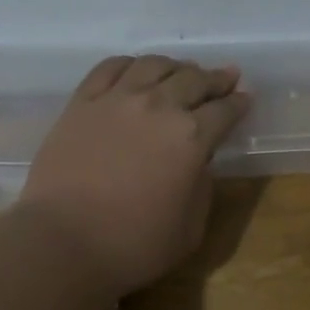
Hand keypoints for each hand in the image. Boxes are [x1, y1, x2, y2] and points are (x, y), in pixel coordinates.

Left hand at [19, 55, 250, 296]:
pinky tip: (136, 69)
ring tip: (182, 72)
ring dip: (175, 66)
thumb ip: (202, 187)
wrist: (64, 242)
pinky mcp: (82, 103)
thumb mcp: (191, 228)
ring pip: (153, 65)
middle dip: (214, 79)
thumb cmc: (134, 245)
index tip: (246, 98)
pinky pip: (109, 68)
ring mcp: (116, 99)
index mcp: (192, 137)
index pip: (224, 110)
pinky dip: (130, 64)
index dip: (239, 103)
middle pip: (193, 80)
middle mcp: (158, 107)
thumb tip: (197, 162)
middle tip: (224, 78)